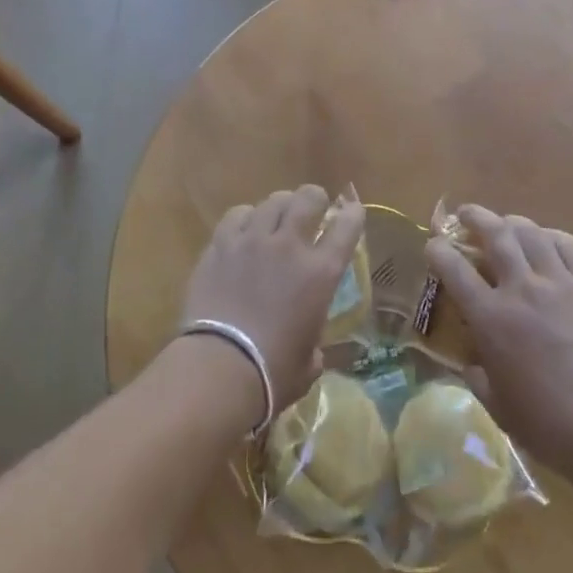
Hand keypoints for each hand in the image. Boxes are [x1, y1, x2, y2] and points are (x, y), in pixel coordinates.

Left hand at [180, 185, 365, 421]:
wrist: (219, 368)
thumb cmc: (272, 374)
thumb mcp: (309, 363)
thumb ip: (314, 344)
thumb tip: (309, 349)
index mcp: (321, 273)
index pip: (347, 226)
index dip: (353, 214)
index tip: (352, 212)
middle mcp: (290, 246)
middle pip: (308, 198)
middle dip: (315, 198)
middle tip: (313, 208)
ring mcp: (253, 241)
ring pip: (273, 201)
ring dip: (281, 206)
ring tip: (278, 217)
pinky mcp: (220, 245)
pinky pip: (238, 214)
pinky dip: (247, 217)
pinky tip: (245, 229)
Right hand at [425, 205, 572, 482]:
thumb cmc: (546, 426)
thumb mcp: (496, 404)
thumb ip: (477, 375)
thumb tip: (472, 361)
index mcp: (490, 318)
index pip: (454, 268)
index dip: (438, 251)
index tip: (434, 244)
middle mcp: (521, 289)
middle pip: (494, 234)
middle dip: (475, 217)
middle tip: (467, 215)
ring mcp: (560, 284)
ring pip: (531, 232)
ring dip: (512, 222)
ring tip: (506, 224)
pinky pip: (570, 246)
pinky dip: (552, 236)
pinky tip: (547, 241)